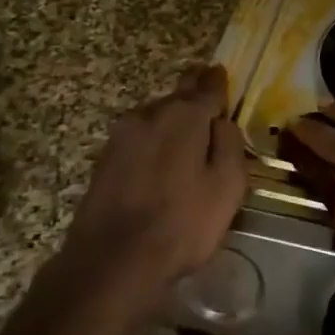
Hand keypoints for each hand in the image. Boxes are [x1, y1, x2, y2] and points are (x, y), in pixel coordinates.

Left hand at [58, 63, 247, 303]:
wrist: (112, 261)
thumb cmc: (182, 223)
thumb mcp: (227, 186)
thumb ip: (230, 145)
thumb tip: (222, 122)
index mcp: (184, 116)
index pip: (206, 86)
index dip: (217, 80)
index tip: (221, 73)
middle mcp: (150, 115)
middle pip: (177, 95)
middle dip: (193, 93)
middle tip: (206, 97)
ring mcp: (121, 136)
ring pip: (154, 115)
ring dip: (171, 118)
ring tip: (186, 132)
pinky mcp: (104, 159)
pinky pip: (138, 137)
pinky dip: (153, 139)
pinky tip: (160, 157)